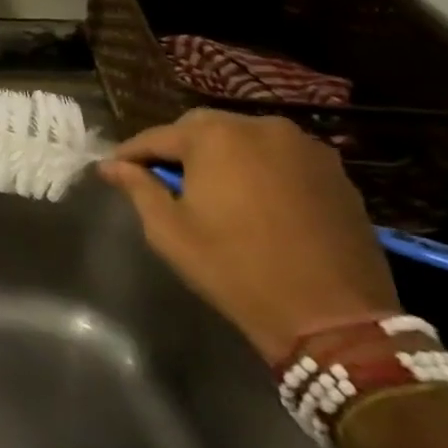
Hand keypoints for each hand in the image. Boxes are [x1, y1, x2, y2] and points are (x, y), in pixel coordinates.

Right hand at [98, 110, 397, 363]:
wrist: (334, 321)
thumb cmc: (236, 270)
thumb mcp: (170, 231)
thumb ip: (138, 188)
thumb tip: (111, 166)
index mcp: (215, 136)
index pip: (158, 136)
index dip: (132, 154)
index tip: (113, 168)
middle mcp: (260, 127)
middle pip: (203, 129)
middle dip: (179, 150)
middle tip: (162, 178)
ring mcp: (305, 147)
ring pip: (245, 140)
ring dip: (222, 157)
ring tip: (210, 188)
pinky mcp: (336, 173)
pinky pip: (281, 159)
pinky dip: (259, 170)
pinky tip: (254, 199)